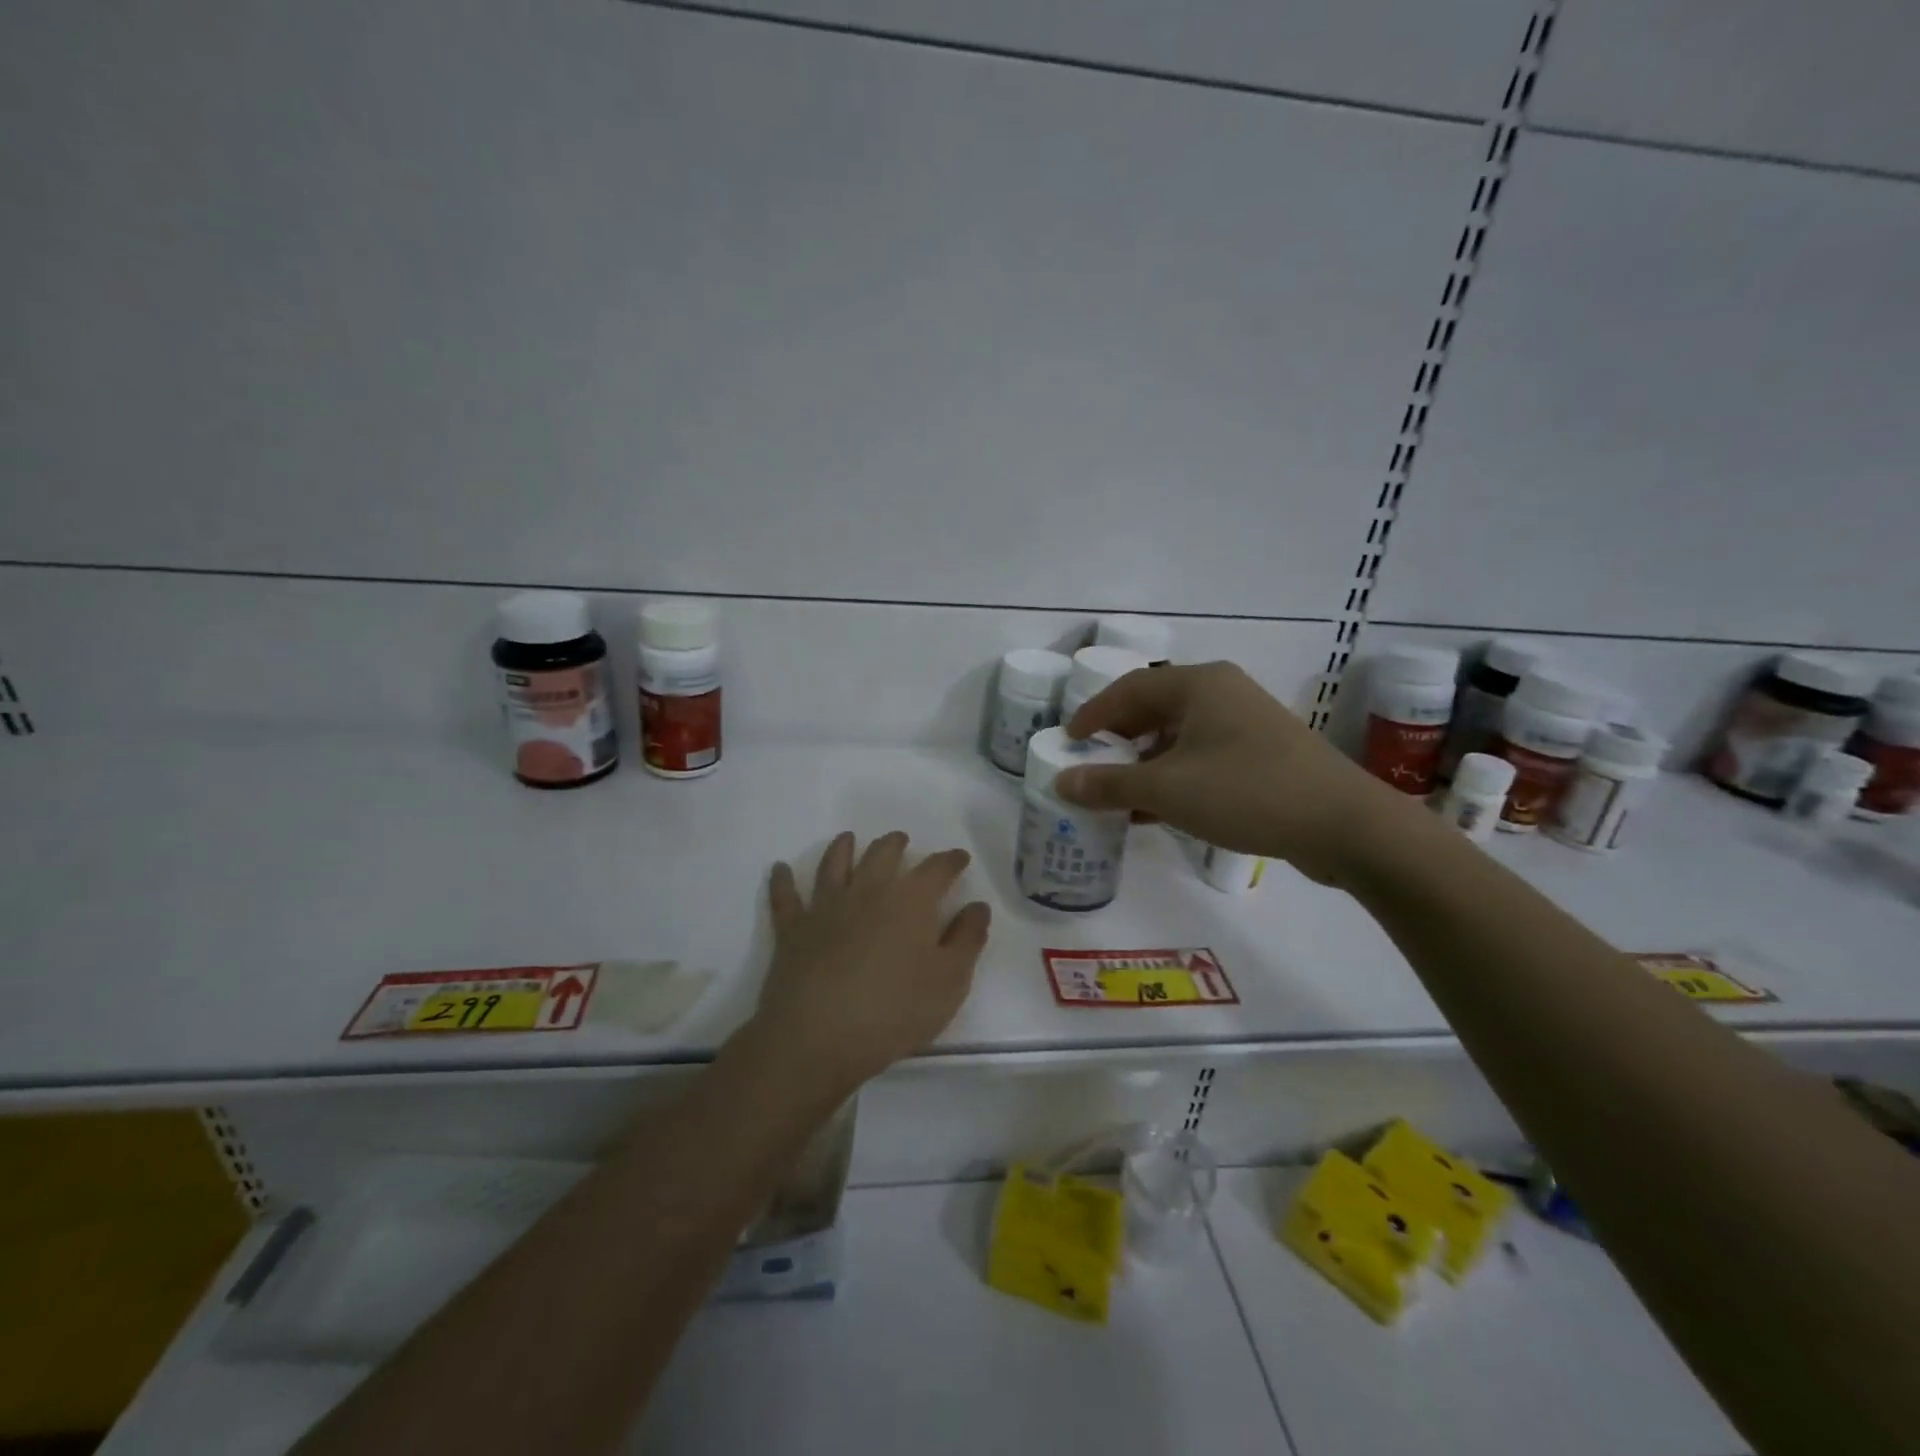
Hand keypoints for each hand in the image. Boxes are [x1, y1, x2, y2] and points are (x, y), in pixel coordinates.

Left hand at [754, 831, 991, 1090]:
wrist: (819, 1035)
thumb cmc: (894, 1010)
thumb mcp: (949, 981)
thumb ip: (967, 939)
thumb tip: (977, 906)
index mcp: (910, 901)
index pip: (937, 869)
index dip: (950, 861)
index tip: (959, 858)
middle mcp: (868, 891)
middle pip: (883, 855)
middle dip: (895, 845)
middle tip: (901, 840)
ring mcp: (826, 907)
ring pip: (835, 865)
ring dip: (843, 848)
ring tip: (847, 839)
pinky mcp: (793, 929)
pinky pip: (785, 898)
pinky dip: (782, 881)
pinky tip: (780, 869)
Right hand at [1054, 662, 1416, 886]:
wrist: (1344, 824)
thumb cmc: (1246, 791)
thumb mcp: (1167, 790)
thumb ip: (1109, 785)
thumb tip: (1061, 782)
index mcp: (1199, 685)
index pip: (1130, 688)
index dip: (1094, 714)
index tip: (1068, 740)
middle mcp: (1223, 693)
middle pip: (1155, 708)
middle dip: (1120, 738)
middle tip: (1091, 764)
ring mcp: (1247, 722)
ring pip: (1180, 735)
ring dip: (1146, 762)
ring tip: (1120, 793)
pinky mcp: (1264, 753)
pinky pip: (1204, 755)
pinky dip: (1176, 776)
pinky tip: (1160, 810)